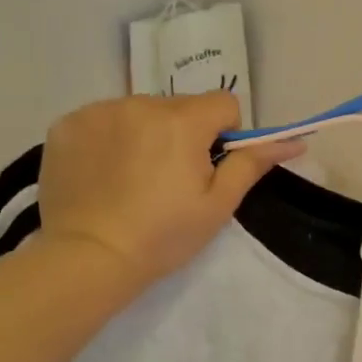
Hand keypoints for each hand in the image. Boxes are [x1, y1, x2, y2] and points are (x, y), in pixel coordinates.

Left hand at [36, 94, 301, 287]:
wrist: (88, 258)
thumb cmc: (163, 236)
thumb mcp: (217, 205)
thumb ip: (251, 164)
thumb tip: (294, 140)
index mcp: (182, 122)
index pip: (224, 103)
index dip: (225, 133)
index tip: (210, 166)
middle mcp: (140, 104)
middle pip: (180, 106)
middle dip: (184, 133)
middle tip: (170, 179)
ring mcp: (98, 111)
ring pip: (140, 111)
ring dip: (145, 133)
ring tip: (132, 179)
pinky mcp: (66, 125)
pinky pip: (102, 119)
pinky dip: (109, 138)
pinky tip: (103, 174)